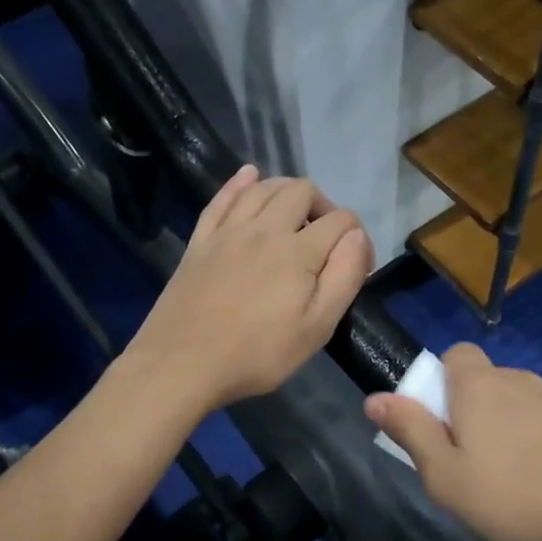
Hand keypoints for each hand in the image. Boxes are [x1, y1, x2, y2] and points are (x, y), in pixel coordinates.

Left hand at [128, 166, 373, 411]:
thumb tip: (357, 236)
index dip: (359, 238)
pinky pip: (223, 198)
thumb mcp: (317, 327)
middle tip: (326, 240)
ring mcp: (228, 231)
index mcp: (298, 251)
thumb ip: (344, 277)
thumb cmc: (257, 353)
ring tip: (296, 213)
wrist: (182, 363)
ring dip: (287, 190)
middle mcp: (265, 228)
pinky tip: (249, 177)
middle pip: (302, 191)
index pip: (340, 221)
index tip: (358, 267)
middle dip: (324, 207)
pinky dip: (240, 183)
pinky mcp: (200, 240)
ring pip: (263, 187)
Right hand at [365, 343, 541, 540]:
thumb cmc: (514, 495)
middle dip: (473, 412)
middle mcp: (520, 381)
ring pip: (520, 405)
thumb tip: (374, 398)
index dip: (442, 381)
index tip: (442, 423)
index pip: (455, 354)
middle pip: (486, 382)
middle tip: (471, 464)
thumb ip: (410, 432)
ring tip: (513, 483)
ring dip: (509, 430)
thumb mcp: (445, 476)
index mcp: (479, 386)